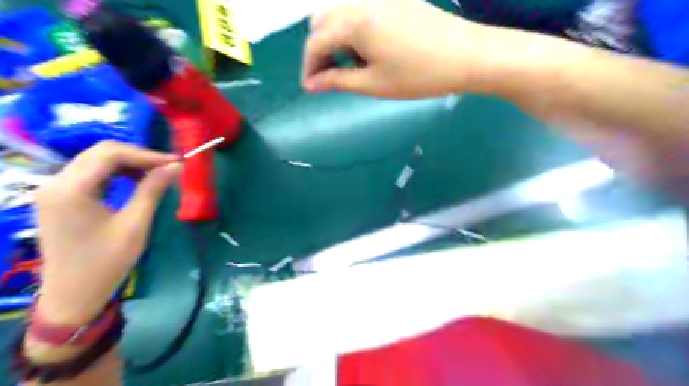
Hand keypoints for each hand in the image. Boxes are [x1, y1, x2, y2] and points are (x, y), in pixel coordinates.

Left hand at [35, 140, 181, 322]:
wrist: (72, 294)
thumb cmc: (106, 262)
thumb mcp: (135, 225)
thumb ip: (153, 190)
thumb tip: (175, 166)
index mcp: (71, 189)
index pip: (110, 154)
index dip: (147, 154)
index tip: (175, 162)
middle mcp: (56, 183)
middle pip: (101, 152)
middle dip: (138, 156)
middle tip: (168, 167)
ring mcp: (54, 190)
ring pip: (95, 160)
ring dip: (128, 163)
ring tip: (156, 174)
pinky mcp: (59, 198)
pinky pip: (90, 173)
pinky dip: (116, 173)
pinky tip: (134, 182)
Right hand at [302, 0, 482, 98]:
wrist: (467, 55)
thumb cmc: (418, 75)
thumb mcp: (373, 84)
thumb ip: (337, 81)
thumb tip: (311, 84)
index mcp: (353, 20)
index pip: (315, 42)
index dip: (309, 67)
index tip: (311, 88)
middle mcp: (361, 0)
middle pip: (323, 22)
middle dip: (319, 51)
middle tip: (330, 77)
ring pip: (340, 14)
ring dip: (336, 40)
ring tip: (352, 66)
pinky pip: (361, 10)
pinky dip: (354, 30)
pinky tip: (369, 50)